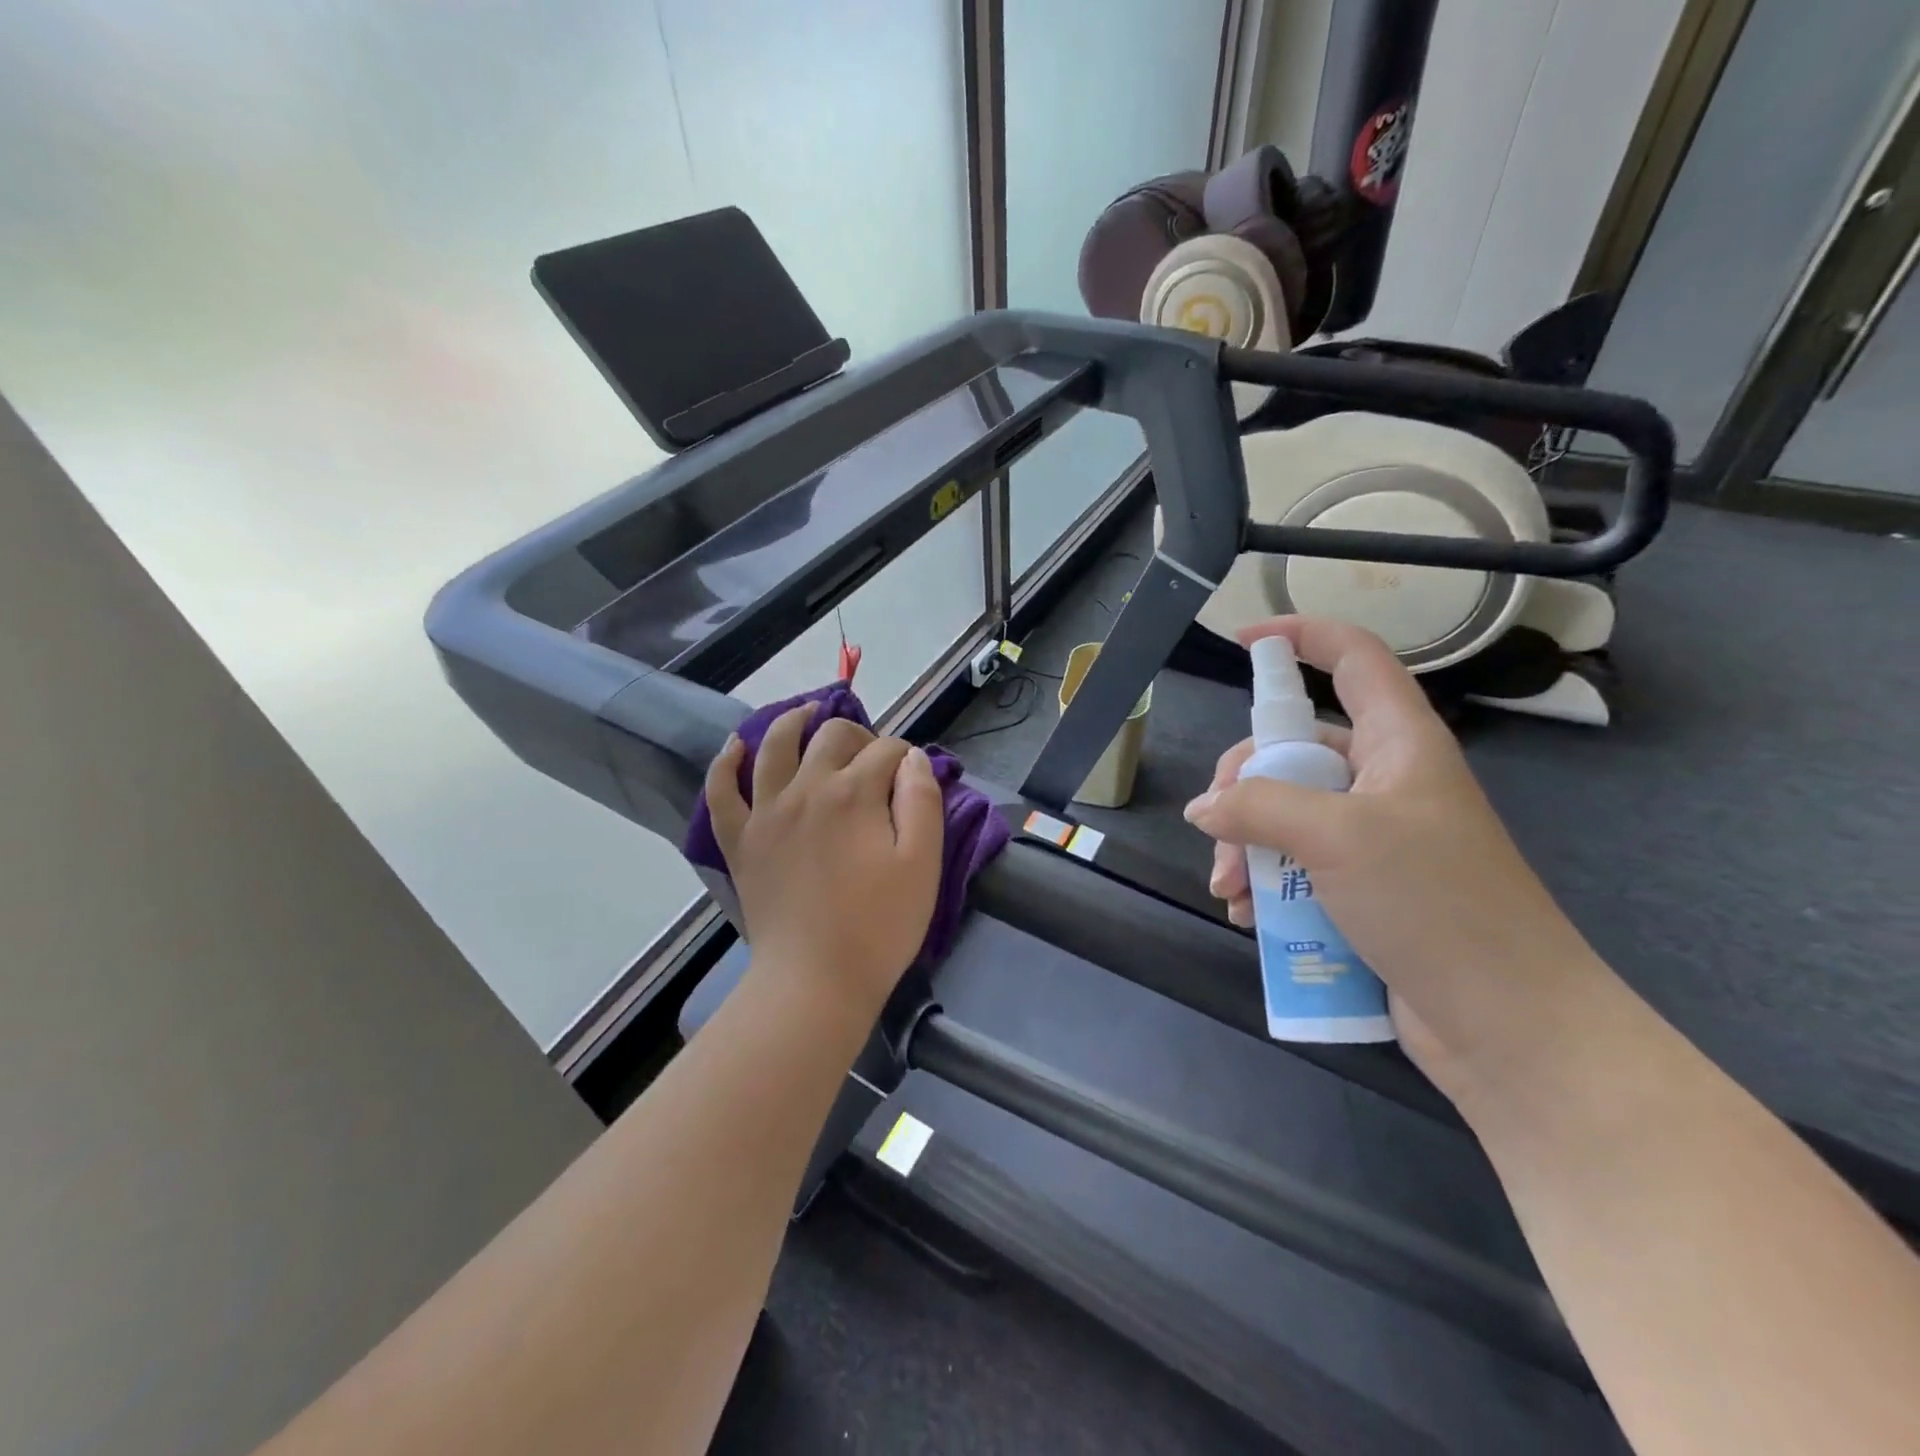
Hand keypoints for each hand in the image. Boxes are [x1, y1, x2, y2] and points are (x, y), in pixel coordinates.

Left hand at [706, 707, 944, 1011]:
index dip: (907, 756)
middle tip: (873, 758)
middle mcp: (806, 788)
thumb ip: (922, 801)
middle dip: (859, 735)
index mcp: (853, 793)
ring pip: (775, 745)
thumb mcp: (923, 865)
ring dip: (794, 721)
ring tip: (808, 714)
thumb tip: (913, 759)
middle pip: (831, 735)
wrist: (814, 982)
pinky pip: (723, 790)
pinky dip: (727, 762)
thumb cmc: (879, 927)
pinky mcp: (740, 840)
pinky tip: (738, 746)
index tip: (915, 777)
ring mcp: (766, 812)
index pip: (886, 751)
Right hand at [1185, 617, 1614, 1103]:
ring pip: (1285, 814)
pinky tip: (1249, 916)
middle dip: (1242, 789)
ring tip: (1232, 892)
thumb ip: (1258, 807)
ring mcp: (1374, 838)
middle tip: (1217, 833)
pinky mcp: (1363, 889)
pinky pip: (1296, 865)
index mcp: (1399, 743)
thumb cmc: (1435, 904)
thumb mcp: (1338, 838)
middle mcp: (1385, 782)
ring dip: (1246, 846)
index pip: (1353, 659)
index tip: (1242, 641)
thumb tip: (1204, 809)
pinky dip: (1266, 883)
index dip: (1301, 636)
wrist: (1508, 1025)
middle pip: (1294, 750)